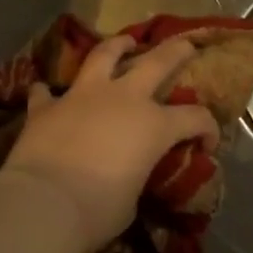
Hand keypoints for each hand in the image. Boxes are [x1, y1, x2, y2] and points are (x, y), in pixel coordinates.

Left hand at [1, 35, 221, 252]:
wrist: (44, 203)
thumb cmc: (97, 210)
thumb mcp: (131, 200)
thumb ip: (136, 178)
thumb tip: (129, 178)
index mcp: (153, 126)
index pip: (195, 118)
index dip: (208, 129)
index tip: (207, 144)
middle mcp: (123, 99)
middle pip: (157, 62)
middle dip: (176, 51)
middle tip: (186, 46)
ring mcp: (83, 96)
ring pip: (104, 56)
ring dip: (117, 46)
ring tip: (124, 42)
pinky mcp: (47, 106)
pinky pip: (47, 92)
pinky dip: (48, 92)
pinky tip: (46, 92)